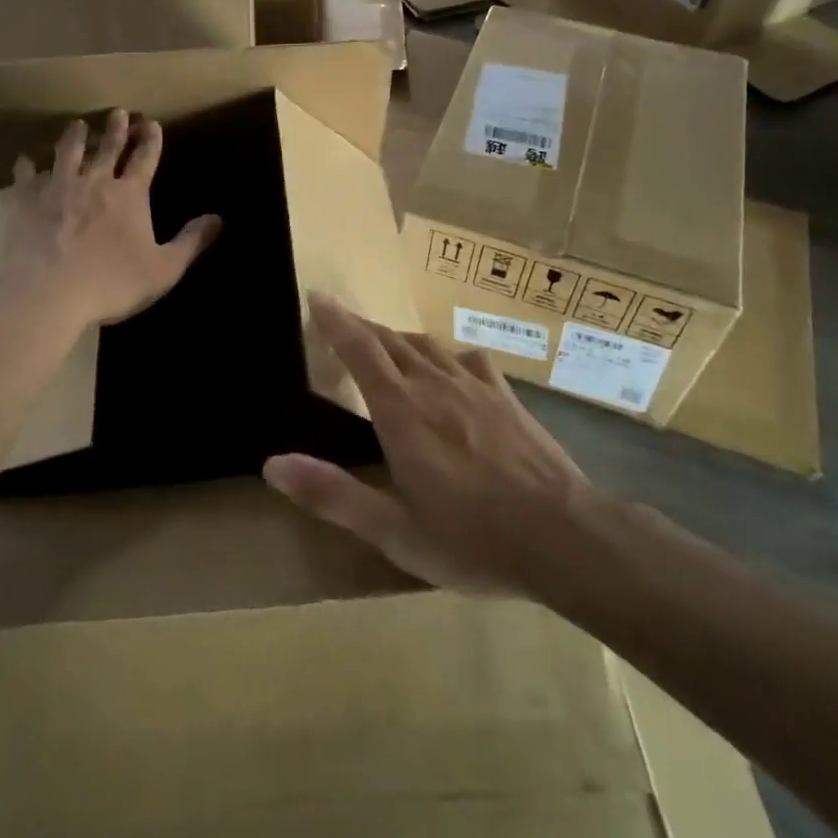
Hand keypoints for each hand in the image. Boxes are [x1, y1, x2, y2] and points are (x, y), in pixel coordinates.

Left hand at [2, 109, 221, 329]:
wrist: (48, 292)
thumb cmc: (112, 282)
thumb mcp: (164, 269)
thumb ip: (191, 241)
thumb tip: (219, 218)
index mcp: (129, 195)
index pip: (144, 158)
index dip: (150, 140)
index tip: (152, 123)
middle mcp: (94, 181)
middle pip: (107, 147)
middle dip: (116, 128)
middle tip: (118, 112)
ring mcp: (57, 187)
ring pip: (68, 152)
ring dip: (75, 136)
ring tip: (77, 124)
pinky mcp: (25, 200)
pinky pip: (26, 176)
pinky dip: (28, 166)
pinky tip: (26, 160)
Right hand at [264, 295, 592, 595]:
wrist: (564, 535)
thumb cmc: (472, 539)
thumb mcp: (394, 530)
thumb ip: (333, 494)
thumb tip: (272, 465)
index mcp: (401, 412)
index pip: (360, 350)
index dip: (336, 321)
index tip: (318, 297)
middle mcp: (433, 385)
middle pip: (390, 339)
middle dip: (361, 325)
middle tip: (340, 318)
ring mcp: (474, 386)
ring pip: (426, 344)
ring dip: (398, 335)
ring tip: (384, 339)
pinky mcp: (505, 396)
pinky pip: (468, 359)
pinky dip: (446, 354)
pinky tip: (449, 364)